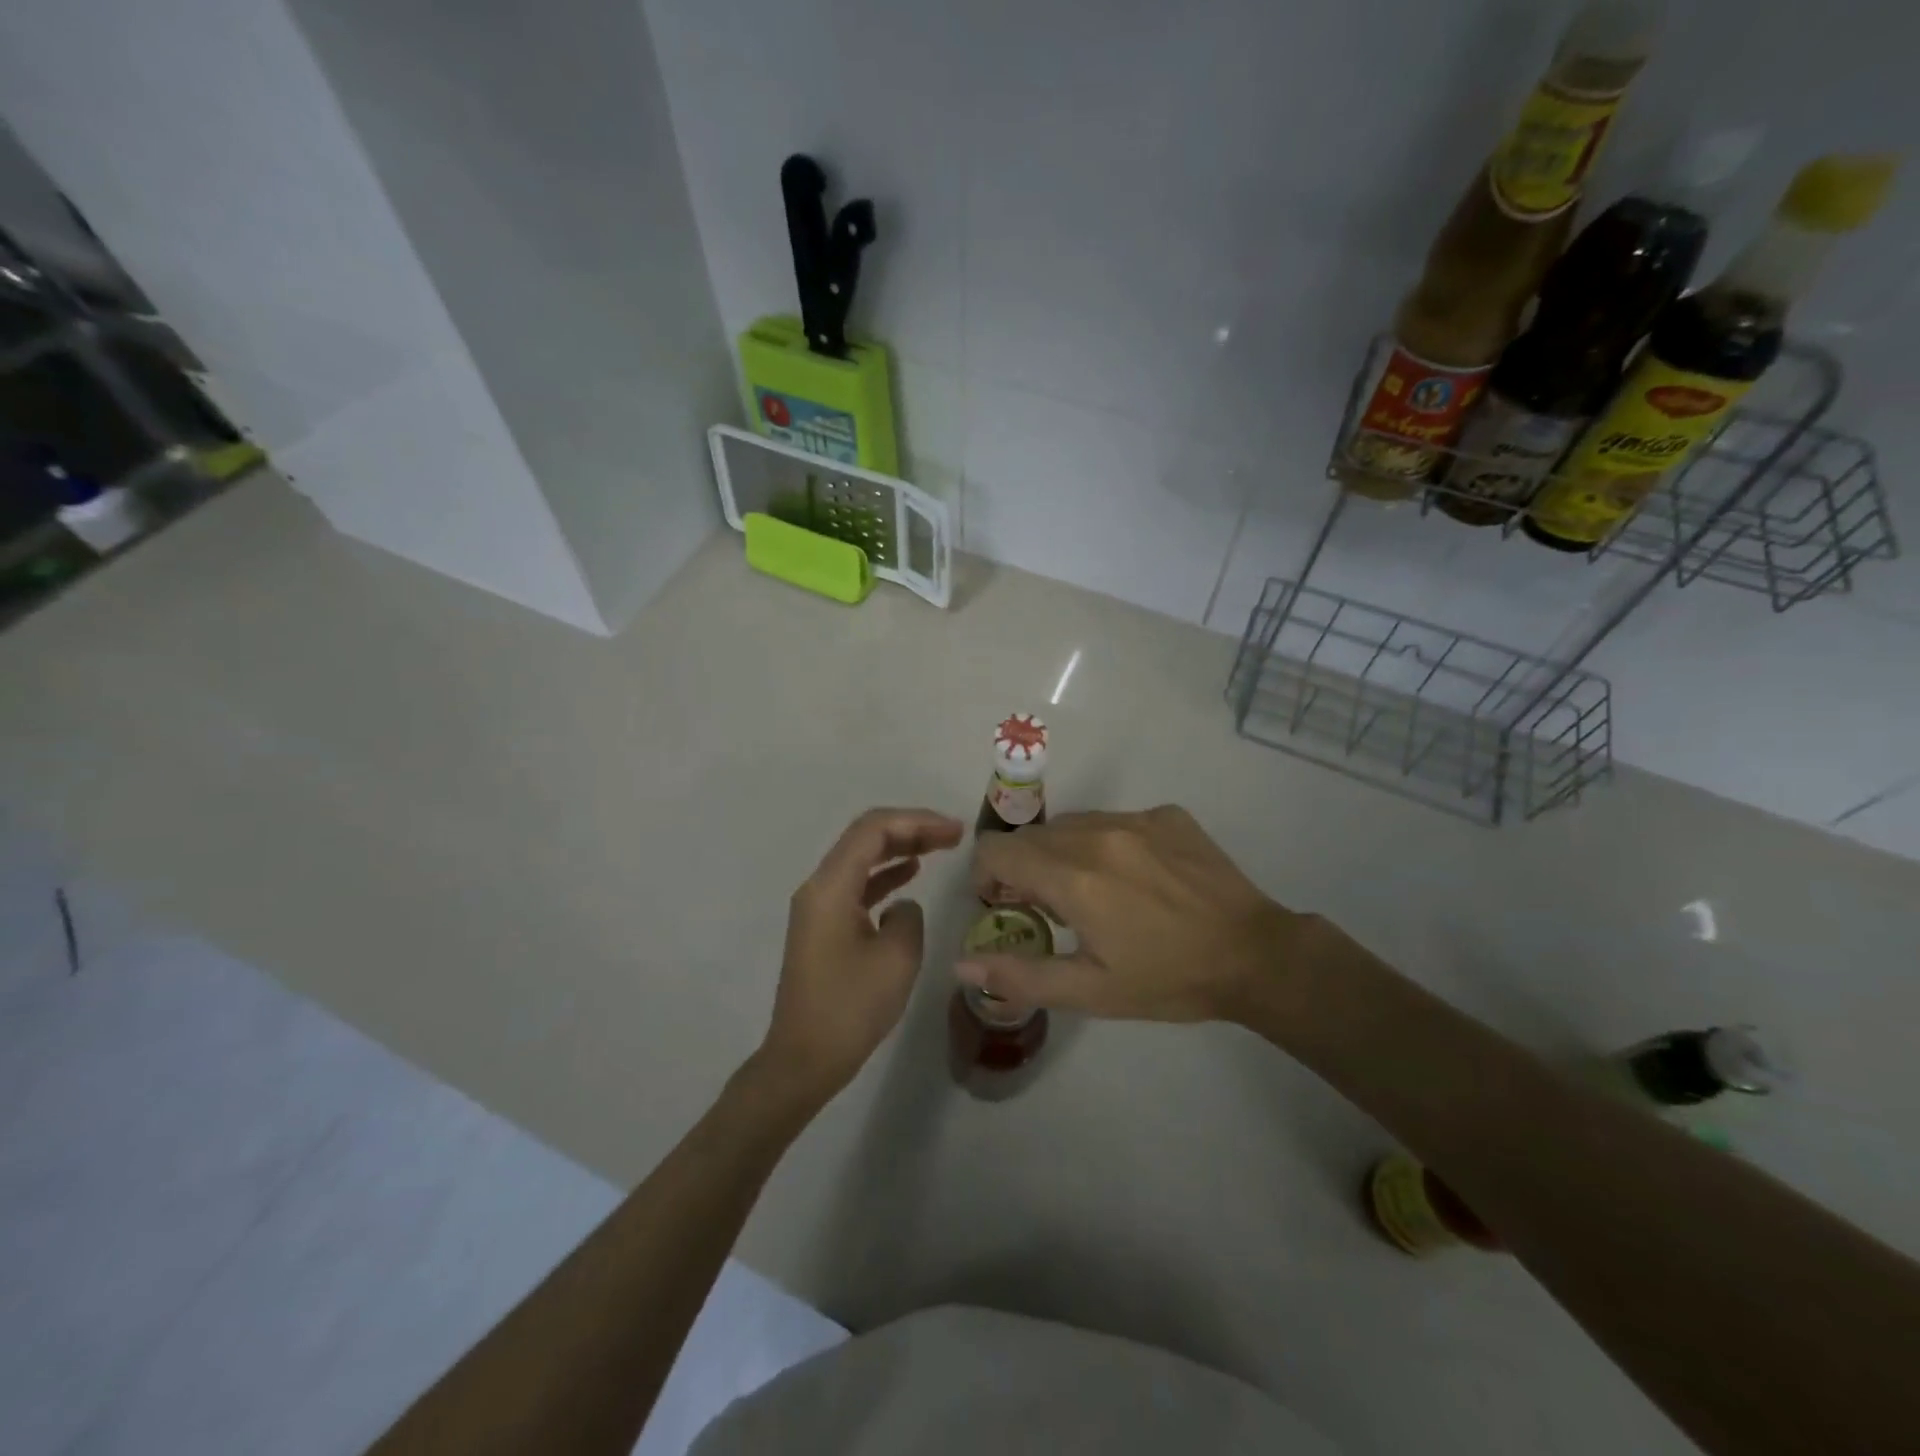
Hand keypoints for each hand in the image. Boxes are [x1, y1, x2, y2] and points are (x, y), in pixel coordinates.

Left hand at [757, 808, 964, 1100]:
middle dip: (911, 829)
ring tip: (941, 847)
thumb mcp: (896, 959)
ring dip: (900, 848)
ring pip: (861, 859)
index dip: (917, 821)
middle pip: (865, 838)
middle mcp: (819, 887)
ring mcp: (818, 907)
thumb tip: (903, 906)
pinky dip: (885, 874)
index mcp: (831, 887)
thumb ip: (909, 916)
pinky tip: (911, 875)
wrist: (804, 1060)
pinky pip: (857, 885)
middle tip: (954, 834)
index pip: (874, 829)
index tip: (955, 830)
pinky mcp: (823, 927)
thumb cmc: (850, 1009)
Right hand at [958, 806, 1305, 1024]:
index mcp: (1073, 877)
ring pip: (1072, 824)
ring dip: (1065, 853)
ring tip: (1095, 891)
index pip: (996, 849)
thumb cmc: (1168, 980)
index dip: (988, 876)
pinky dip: (1107, 843)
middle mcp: (1097, 834)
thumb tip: (961, 963)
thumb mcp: (1091, 991)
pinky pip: (1114, 819)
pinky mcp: (1166, 814)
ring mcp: (1135, 818)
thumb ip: (1020, 974)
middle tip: (1051, 907)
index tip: (1007, 904)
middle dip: (1026, 868)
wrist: (1255, 955)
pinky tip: (1137, 878)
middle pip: (1032, 836)